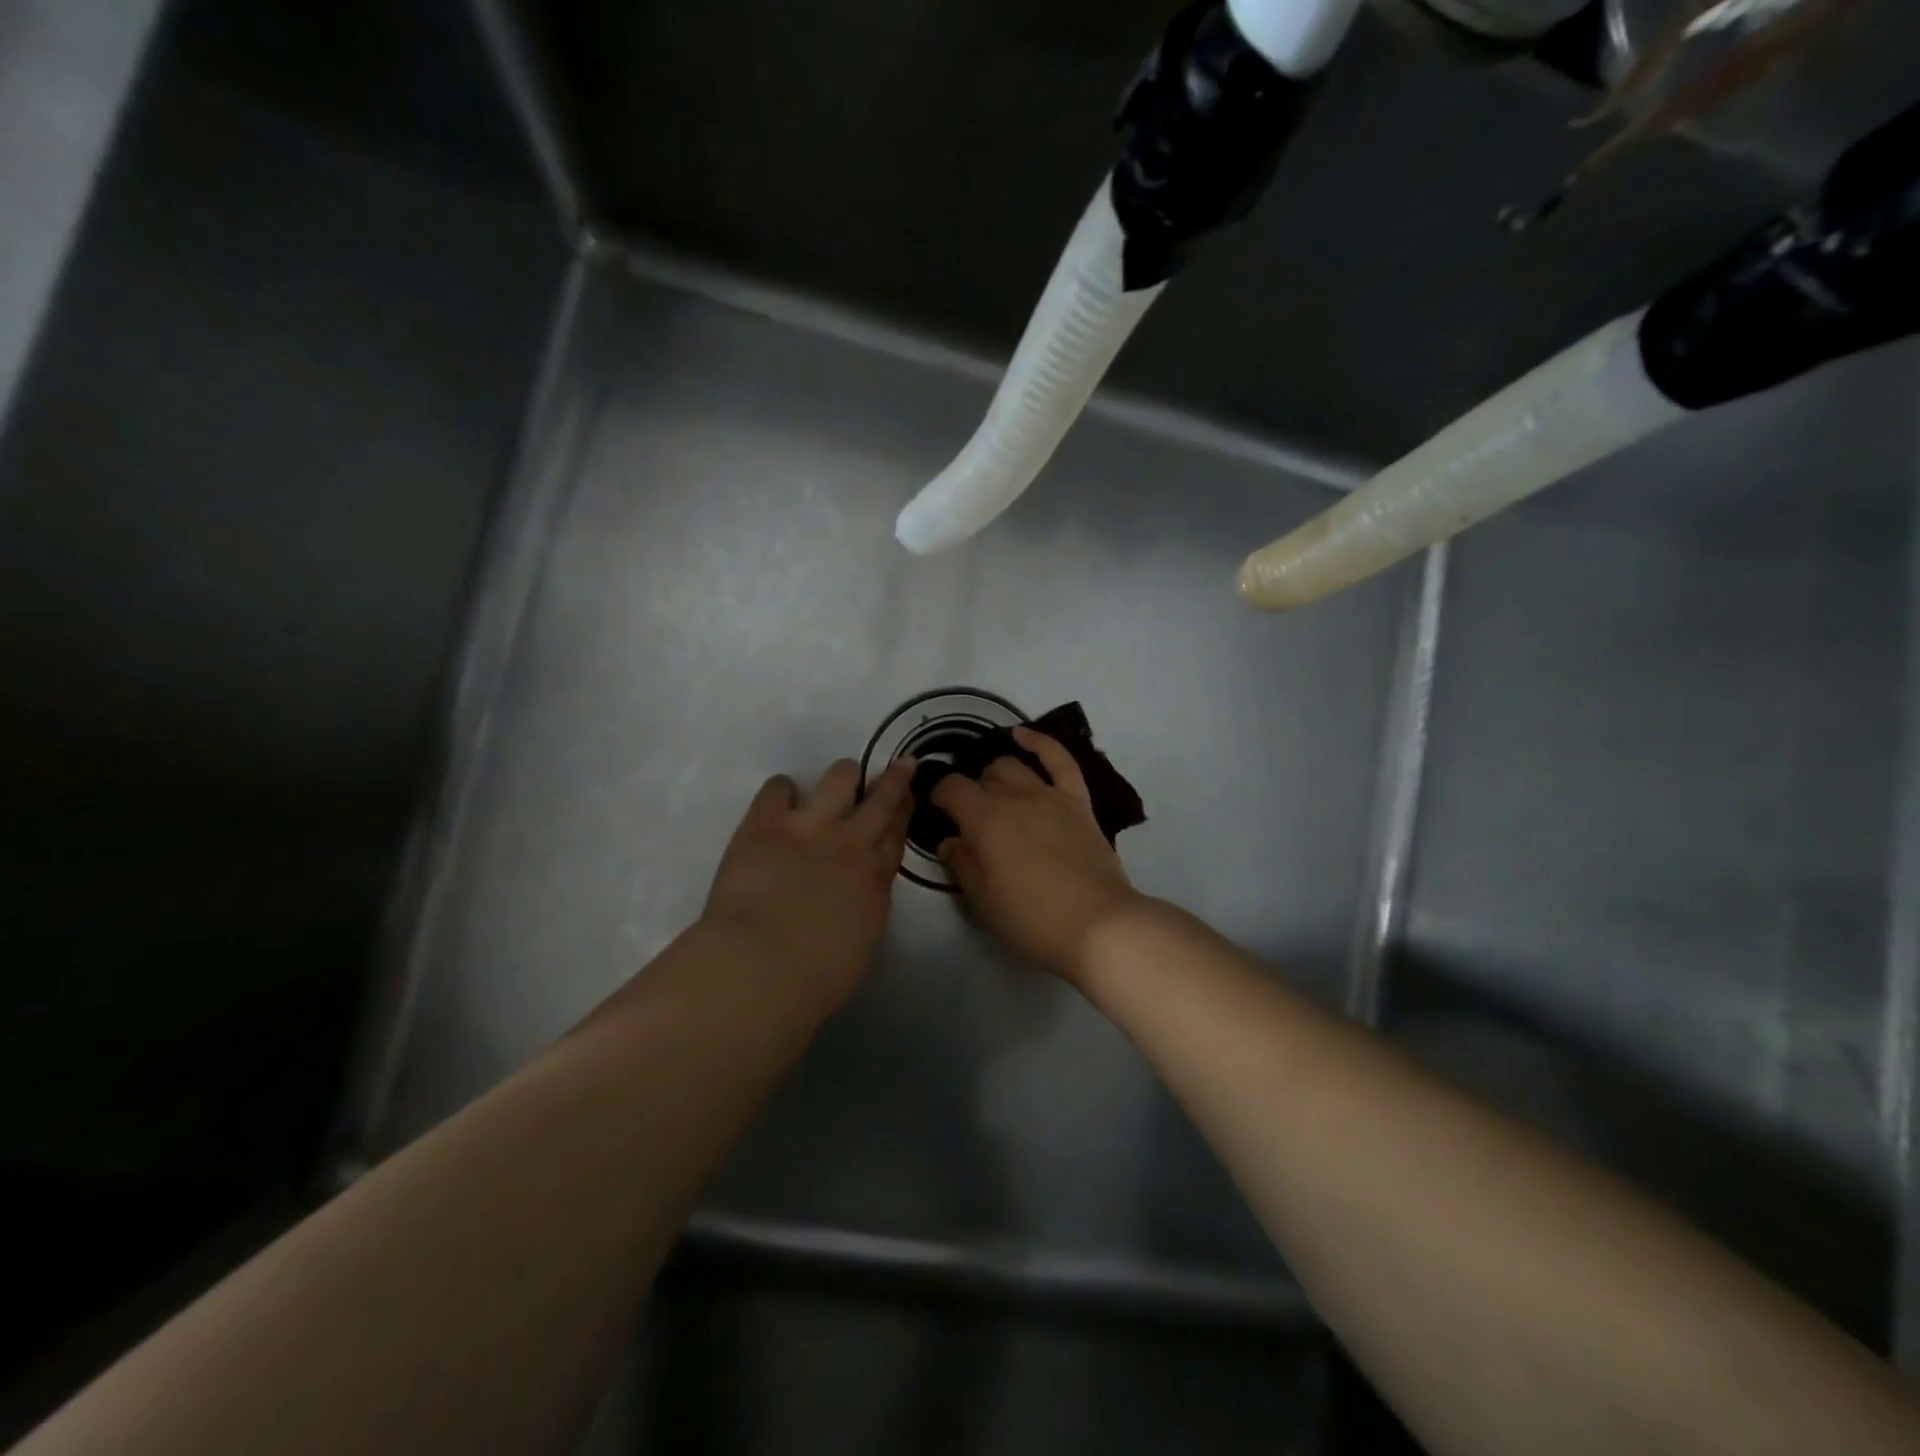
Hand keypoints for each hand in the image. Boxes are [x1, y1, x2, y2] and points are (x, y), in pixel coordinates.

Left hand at [701, 758, 915, 1007]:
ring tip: (841, 777)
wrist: (762, 966)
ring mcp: (809, 827)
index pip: (897, 835)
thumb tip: (860, 889)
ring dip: (843, 776)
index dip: (905, 812)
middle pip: (880, 801)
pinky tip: (781, 796)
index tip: (910, 795)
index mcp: (875, 879)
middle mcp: (850, 843)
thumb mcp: (862, 941)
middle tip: (900, 765)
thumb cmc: (816, 977)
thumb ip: (866, 905)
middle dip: (894, 780)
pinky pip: (778, 788)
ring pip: (838, 779)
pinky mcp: (765, 823)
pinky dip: (782, 789)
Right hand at [931, 726, 1145, 983]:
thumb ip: (962, 863)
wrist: (1098, 925)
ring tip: (991, 790)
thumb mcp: (983, 899)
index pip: (951, 789)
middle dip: (969, 791)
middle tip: (967, 818)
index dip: (938, 796)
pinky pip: (1060, 761)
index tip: (936, 811)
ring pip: (1014, 767)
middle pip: (982, 778)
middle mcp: (1015, 797)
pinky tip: (1022, 734)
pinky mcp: (1078, 802)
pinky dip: (1040, 743)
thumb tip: (950, 841)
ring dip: (996, 775)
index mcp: (984, 819)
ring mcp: (1050, 796)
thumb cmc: (1032, 918)